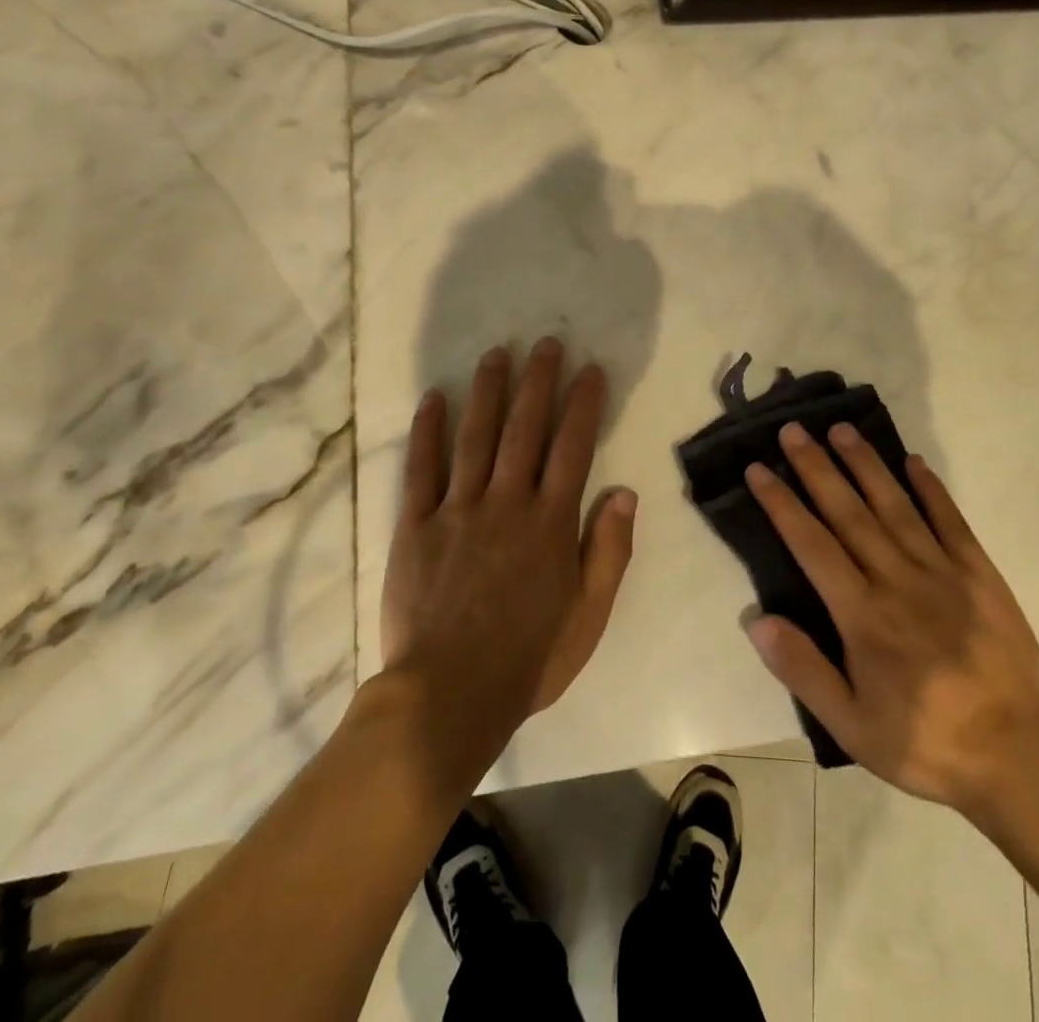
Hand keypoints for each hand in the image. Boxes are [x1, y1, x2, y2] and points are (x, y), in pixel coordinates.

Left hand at [381, 339, 635, 744]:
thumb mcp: (588, 615)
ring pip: (475, 437)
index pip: (572, 447)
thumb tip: (624, 492)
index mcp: (550, 523)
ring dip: (487, 391)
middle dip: (538, 381)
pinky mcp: (415, 526)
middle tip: (546, 342)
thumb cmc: (528, 658)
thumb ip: (608, 551)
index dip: (583, 404)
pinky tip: (433, 399)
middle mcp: (506, 503)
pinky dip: (428, 432)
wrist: (447, 697)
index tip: (590, 369)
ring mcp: (457, 510)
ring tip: (496, 354)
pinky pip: (421, 470)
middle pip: (524, 429)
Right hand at [742, 422, 1038, 814]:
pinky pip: (951, 522)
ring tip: (841, 429)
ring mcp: (943, 572)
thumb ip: (803, 670)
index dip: (782, 503)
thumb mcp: (851, 726)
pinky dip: (931, 489)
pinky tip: (913, 461)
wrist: (1017, 757)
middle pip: (849, 512)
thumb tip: (757, 619)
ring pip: (895, 506)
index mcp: (863, 614)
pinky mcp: (981, 575)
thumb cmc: (924, 742)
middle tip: (793, 430)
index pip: (812, 545)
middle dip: (817, 468)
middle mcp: (898, 580)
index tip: (759, 469)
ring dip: (865, 465)